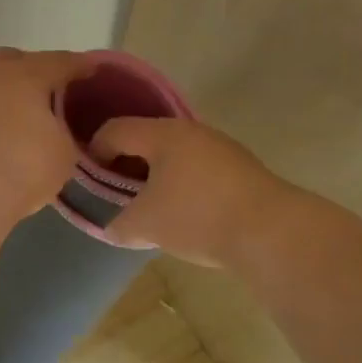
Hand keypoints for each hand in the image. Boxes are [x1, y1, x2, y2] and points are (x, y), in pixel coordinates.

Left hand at [0, 47, 90, 220]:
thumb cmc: (21, 166)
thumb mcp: (64, 155)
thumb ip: (65, 135)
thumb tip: (56, 131)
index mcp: (27, 74)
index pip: (61, 62)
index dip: (80, 67)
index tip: (92, 72)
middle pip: (14, 60)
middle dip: (33, 71)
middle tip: (49, 95)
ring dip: (2, 97)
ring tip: (18, 124)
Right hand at [90, 116, 293, 266]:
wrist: (272, 232)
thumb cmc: (198, 218)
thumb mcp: (145, 225)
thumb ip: (117, 223)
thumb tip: (109, 225)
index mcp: (162, 134)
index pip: (114, 130)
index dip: (94, 152)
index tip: (89, 181)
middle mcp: (190, 130)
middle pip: (144, 137)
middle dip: (125, 163)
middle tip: (114, 193)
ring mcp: (219, 146)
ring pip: (173, 152)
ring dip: (154, 173)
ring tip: (148, 204)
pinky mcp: (239, 166)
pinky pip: (196, 166)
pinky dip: (180, 181)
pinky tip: (183, 210)